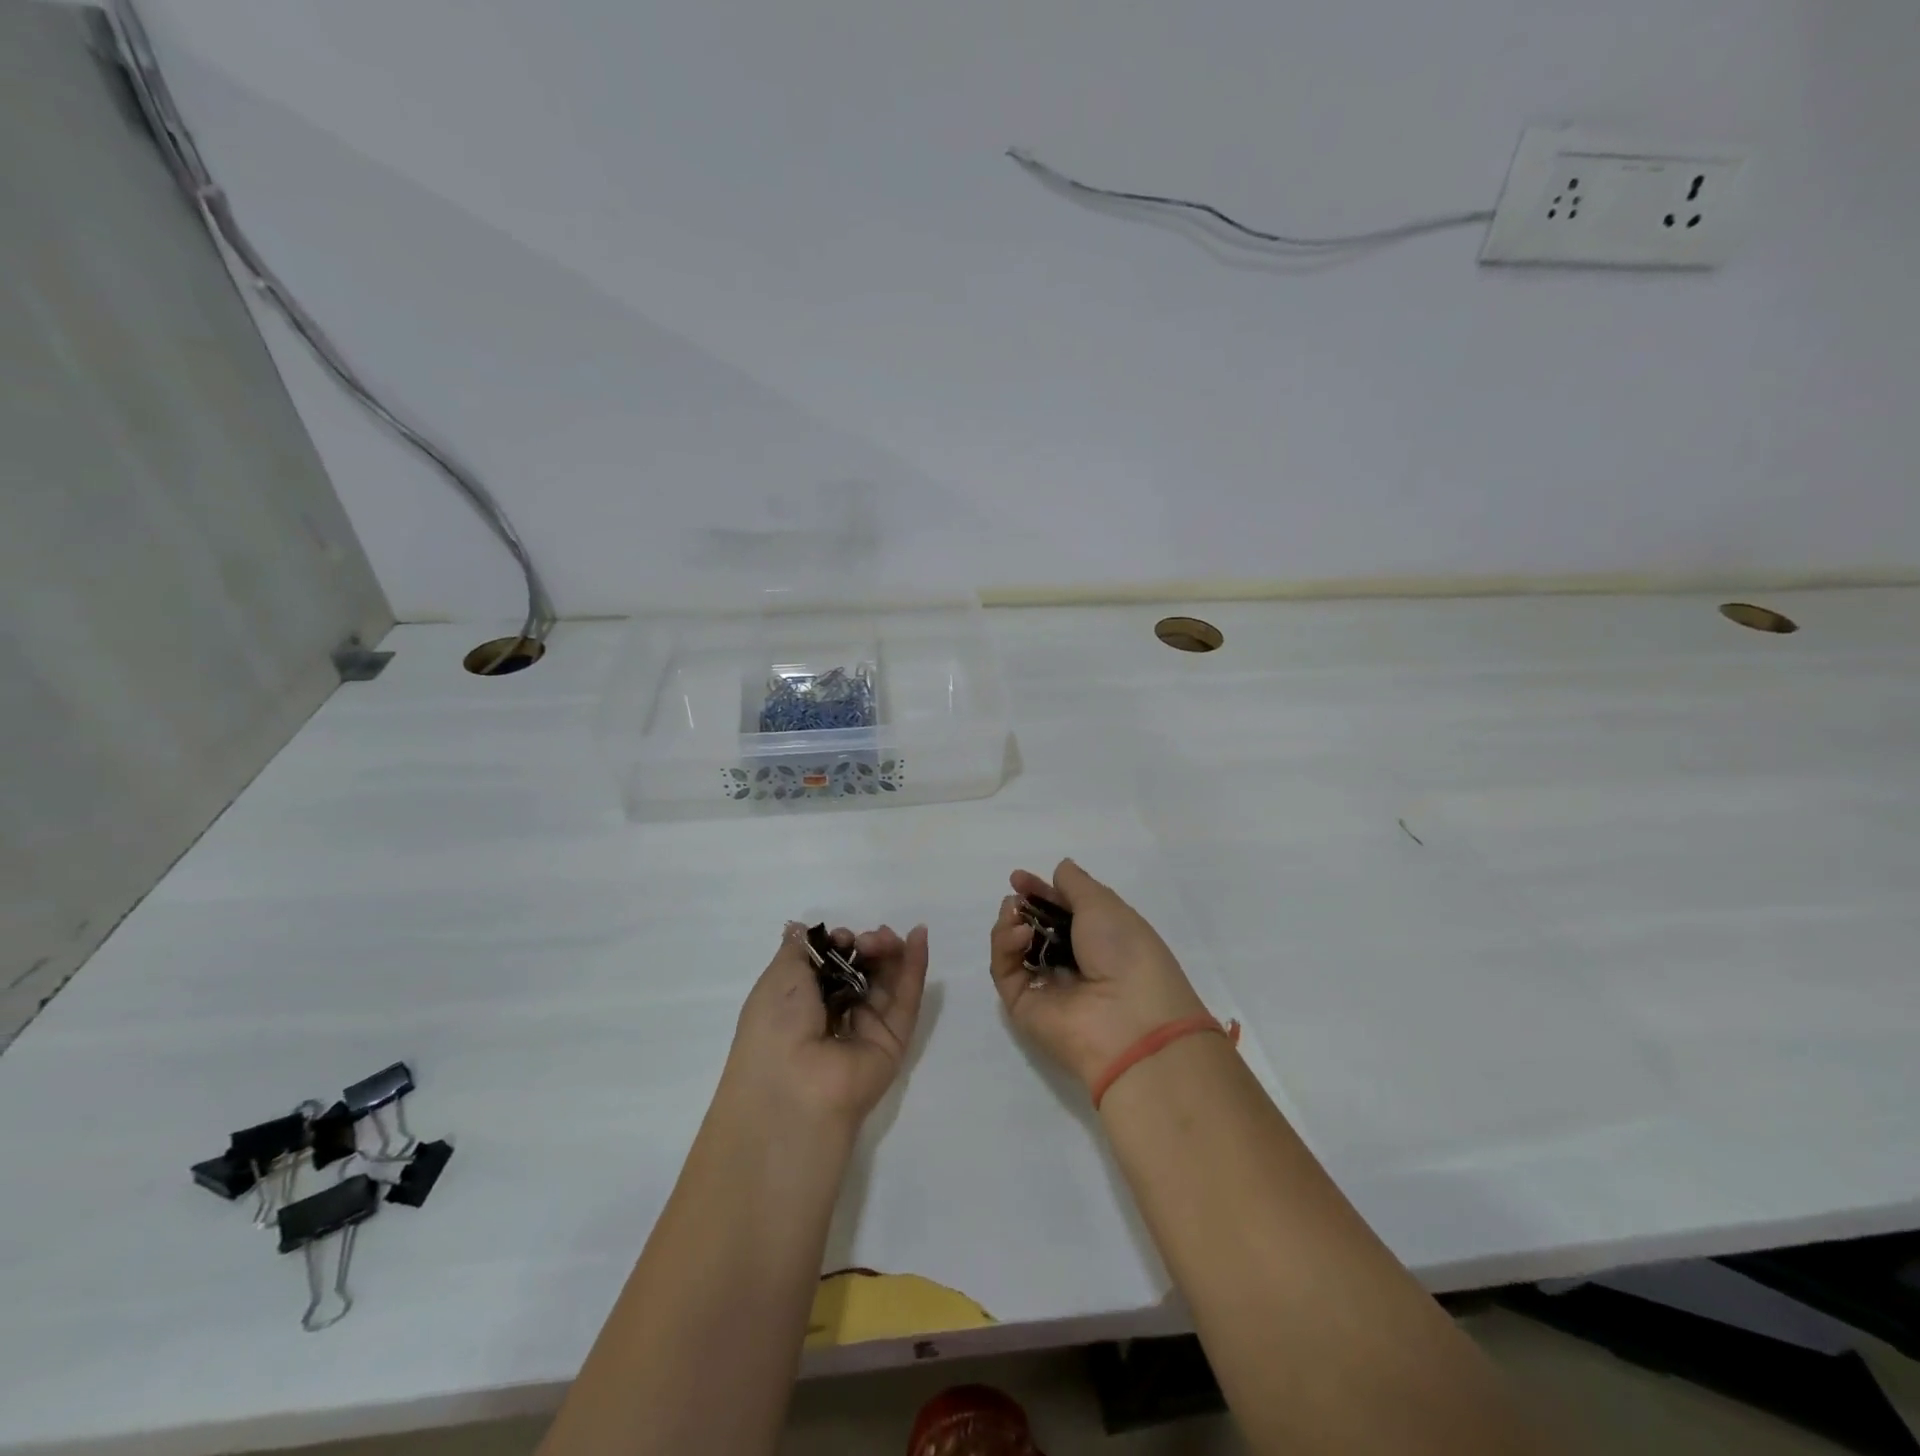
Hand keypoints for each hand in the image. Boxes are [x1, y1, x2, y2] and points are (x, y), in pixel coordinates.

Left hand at [722, 923, 928, 1128]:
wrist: (795, 1087)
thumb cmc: (777, 1025)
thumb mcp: (779, 975)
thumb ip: (800, 947)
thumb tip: (802, 928)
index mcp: (800, 1004)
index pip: (830, 965)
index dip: (839, 944)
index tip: (842, 937)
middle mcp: (833, 1017)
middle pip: (862, 971)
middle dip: (867, 947)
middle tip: (868, 940)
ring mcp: (866, 1030)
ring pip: (886, 983)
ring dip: (890, 953)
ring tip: (888, 937)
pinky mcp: (894, 1041)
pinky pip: (906, 1000)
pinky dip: (915, 967)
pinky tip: (920, 937)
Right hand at [989, 859, 1207, 1093]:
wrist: (1131, 1023)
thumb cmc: (1126, 954)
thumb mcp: (1105, 906)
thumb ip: (1076, 885)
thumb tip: (1059, 869)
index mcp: (1101, 939)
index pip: (1062, 911)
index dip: (1042, 891)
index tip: (1019, 877)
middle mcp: (1074, 963)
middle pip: (1036, 929)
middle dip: (1021, 907)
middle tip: (1014, 895)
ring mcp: (1048, 986)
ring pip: (1015, 949)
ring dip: (1010, 924)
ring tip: (1015, 913)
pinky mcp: (1025, 1007)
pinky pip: (1006, 971)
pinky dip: (1006, 948)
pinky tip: (1019, 934)